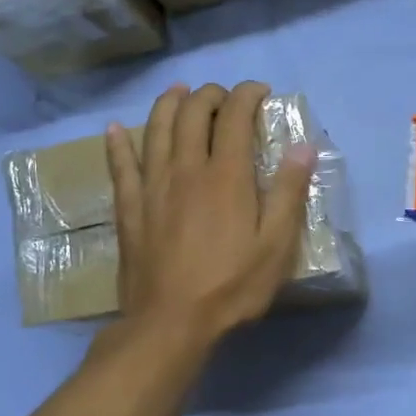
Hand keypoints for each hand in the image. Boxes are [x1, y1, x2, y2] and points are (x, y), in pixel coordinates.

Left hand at [106, 81, 314, 348]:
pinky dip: (117, 144)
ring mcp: (152, 186)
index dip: (247, 95)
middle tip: (224, 97)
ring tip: (179, 93)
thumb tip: (302, 146)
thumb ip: (289, 193)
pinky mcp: (129, 208)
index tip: (260, 92)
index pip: (234, 115)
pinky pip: (120, 166)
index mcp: (226, 175)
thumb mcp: (276, 246)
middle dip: (209, 94)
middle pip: (192, 113)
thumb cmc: (231, 287)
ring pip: (155, 129)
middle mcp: (186, 169)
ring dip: (168, 104)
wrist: (171, 322)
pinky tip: (113, 130)